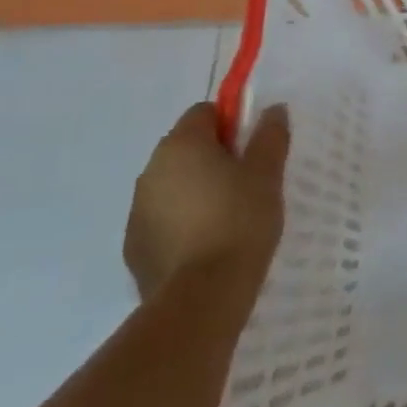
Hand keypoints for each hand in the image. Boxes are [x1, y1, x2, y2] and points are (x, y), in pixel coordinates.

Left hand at [124, 102, 288, 299]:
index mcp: (181, 144)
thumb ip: (270, 136)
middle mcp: (151, 169)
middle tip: (248, 183)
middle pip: (186, 147)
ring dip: (196, 190)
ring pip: (173, 184)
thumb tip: (272, 110)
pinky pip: (163, 219)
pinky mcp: (134, 247)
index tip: (253, 150)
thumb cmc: (240, 221)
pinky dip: (182, 223)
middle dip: (214, 157)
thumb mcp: (267, 173)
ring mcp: (137, 210)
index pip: (204, 112)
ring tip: (229, 218)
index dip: (232, 124)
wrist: (202, 297)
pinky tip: (207, 244)